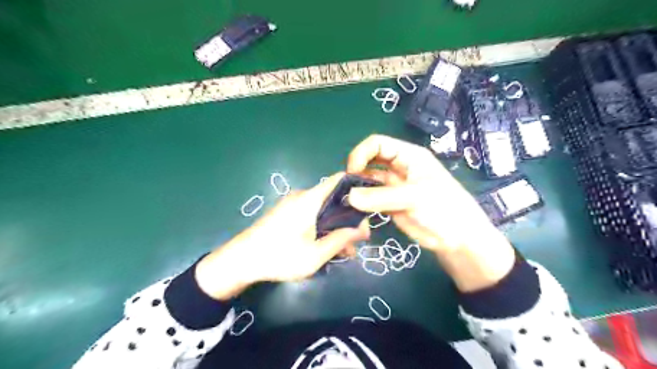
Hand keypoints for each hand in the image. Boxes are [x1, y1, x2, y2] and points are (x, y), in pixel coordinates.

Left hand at [194, 174, 369, 298]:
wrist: (240, 260)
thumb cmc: (280, 257)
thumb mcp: (315, 254)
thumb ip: (341, 239)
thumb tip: (363, 229)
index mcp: (310, 199)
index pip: (338, 180)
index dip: (356, 187)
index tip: (370, 204)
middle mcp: (302, 196)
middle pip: (333, 198)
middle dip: (349, 217)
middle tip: (358, 239)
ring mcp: (293, 204)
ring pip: (323, 210)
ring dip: (336, 227)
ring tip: (345, 251)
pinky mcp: (287, 213)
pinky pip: (312, 215)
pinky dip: (323, 227)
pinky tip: (328, 247)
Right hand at [345, 133, 515, 292]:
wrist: (458, 239)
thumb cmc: (444, 209)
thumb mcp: (415, 198)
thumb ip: (381, 197)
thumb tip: (349, 196)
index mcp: (408, 155)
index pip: (377, 144)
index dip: (361, 154)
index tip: (351, 173)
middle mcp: (398, 167)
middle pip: (369, 159)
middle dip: (356, 169)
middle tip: (345, 187)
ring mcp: (393, 186)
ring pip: (368, 179)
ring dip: (357, 187)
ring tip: (346, 199)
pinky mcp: (389, 203)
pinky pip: (370, 197)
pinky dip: (360, 201)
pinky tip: (353, 208)